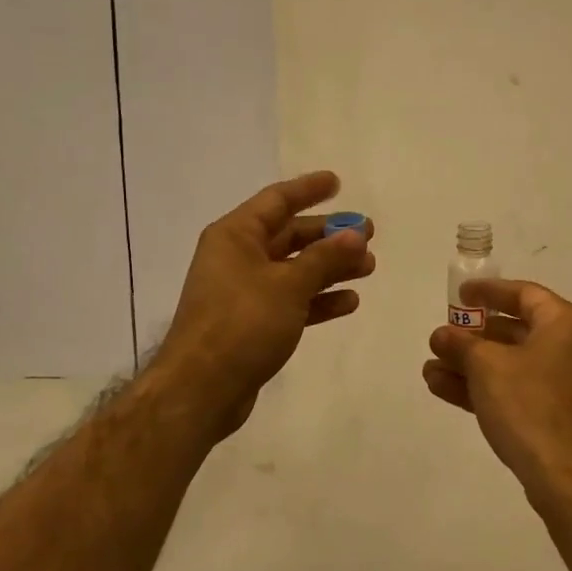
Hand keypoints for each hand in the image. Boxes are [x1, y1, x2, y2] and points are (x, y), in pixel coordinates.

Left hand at [160, 170, 374, 437]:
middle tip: (369, 233)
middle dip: (329, 235)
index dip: (308, 190)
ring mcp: (244, 292)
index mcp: (235, 236)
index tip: (338, 182)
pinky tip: (348, 301)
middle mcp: (237, 257)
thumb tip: (356, 233)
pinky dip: (318, 299)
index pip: (276, 200)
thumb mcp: (288, 285)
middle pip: (289, 236)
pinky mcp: (253, 323)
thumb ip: (325, 257)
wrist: (202, 388)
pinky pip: (291, 300)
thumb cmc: (242, 323)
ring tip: (369, 267)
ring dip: (330, 267)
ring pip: (295, 270)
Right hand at [422, 279, 571, 495]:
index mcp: (568, 324)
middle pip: (517, 332)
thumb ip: (461, 345)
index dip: (489, 292)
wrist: (571, 478)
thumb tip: (443, 335)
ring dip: (472, 367)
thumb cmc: (531, 406)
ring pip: (515, 366)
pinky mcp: (564, 416)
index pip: (525, 294)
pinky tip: (447, 392)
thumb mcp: (487, 367)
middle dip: (473, 338)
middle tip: (442, 340)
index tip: (460, 295)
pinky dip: (490, 388)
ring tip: (431, 371)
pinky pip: (522, 391)